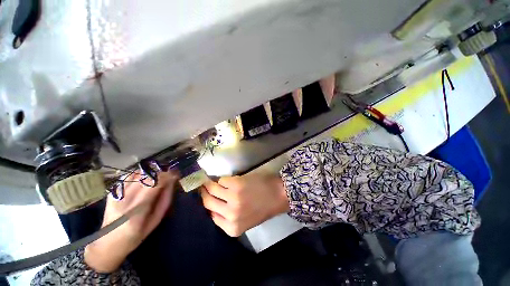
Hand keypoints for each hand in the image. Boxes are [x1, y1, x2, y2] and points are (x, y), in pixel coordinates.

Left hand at [84, 171, 177, 272]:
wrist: (107, 243)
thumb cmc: (136, 235)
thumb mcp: (156, 221)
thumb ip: (165, 200)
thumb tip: (172, 182)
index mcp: (138, 211)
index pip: (154, 185)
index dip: (167, 176)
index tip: (176, 174)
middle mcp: (125, 201)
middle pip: (146, 177)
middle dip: (161, 172)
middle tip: (169, 174)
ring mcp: (116, 196)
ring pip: (137, 174)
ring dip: (151, 172)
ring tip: (158, 176)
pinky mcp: (112, 193)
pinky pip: (128, 177)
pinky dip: (139, 174)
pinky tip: (144, 178)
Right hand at [201, 174, 289, 236]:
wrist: (278, 195)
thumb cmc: (264, 207)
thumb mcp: (245, 220)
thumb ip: (228, 217)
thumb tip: (214, 206)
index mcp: (232, 228)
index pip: (211, 216)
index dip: (208, 206)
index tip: (206, 199)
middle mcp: (230, 214)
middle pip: (208, 202)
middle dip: (204, 194)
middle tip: (203, 187)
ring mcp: (232, 198)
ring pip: (212, 189)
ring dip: (210, 184)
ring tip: (210, 181)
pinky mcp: (236, 184)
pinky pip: (222, 180)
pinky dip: (223, 179)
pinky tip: (227, 180)